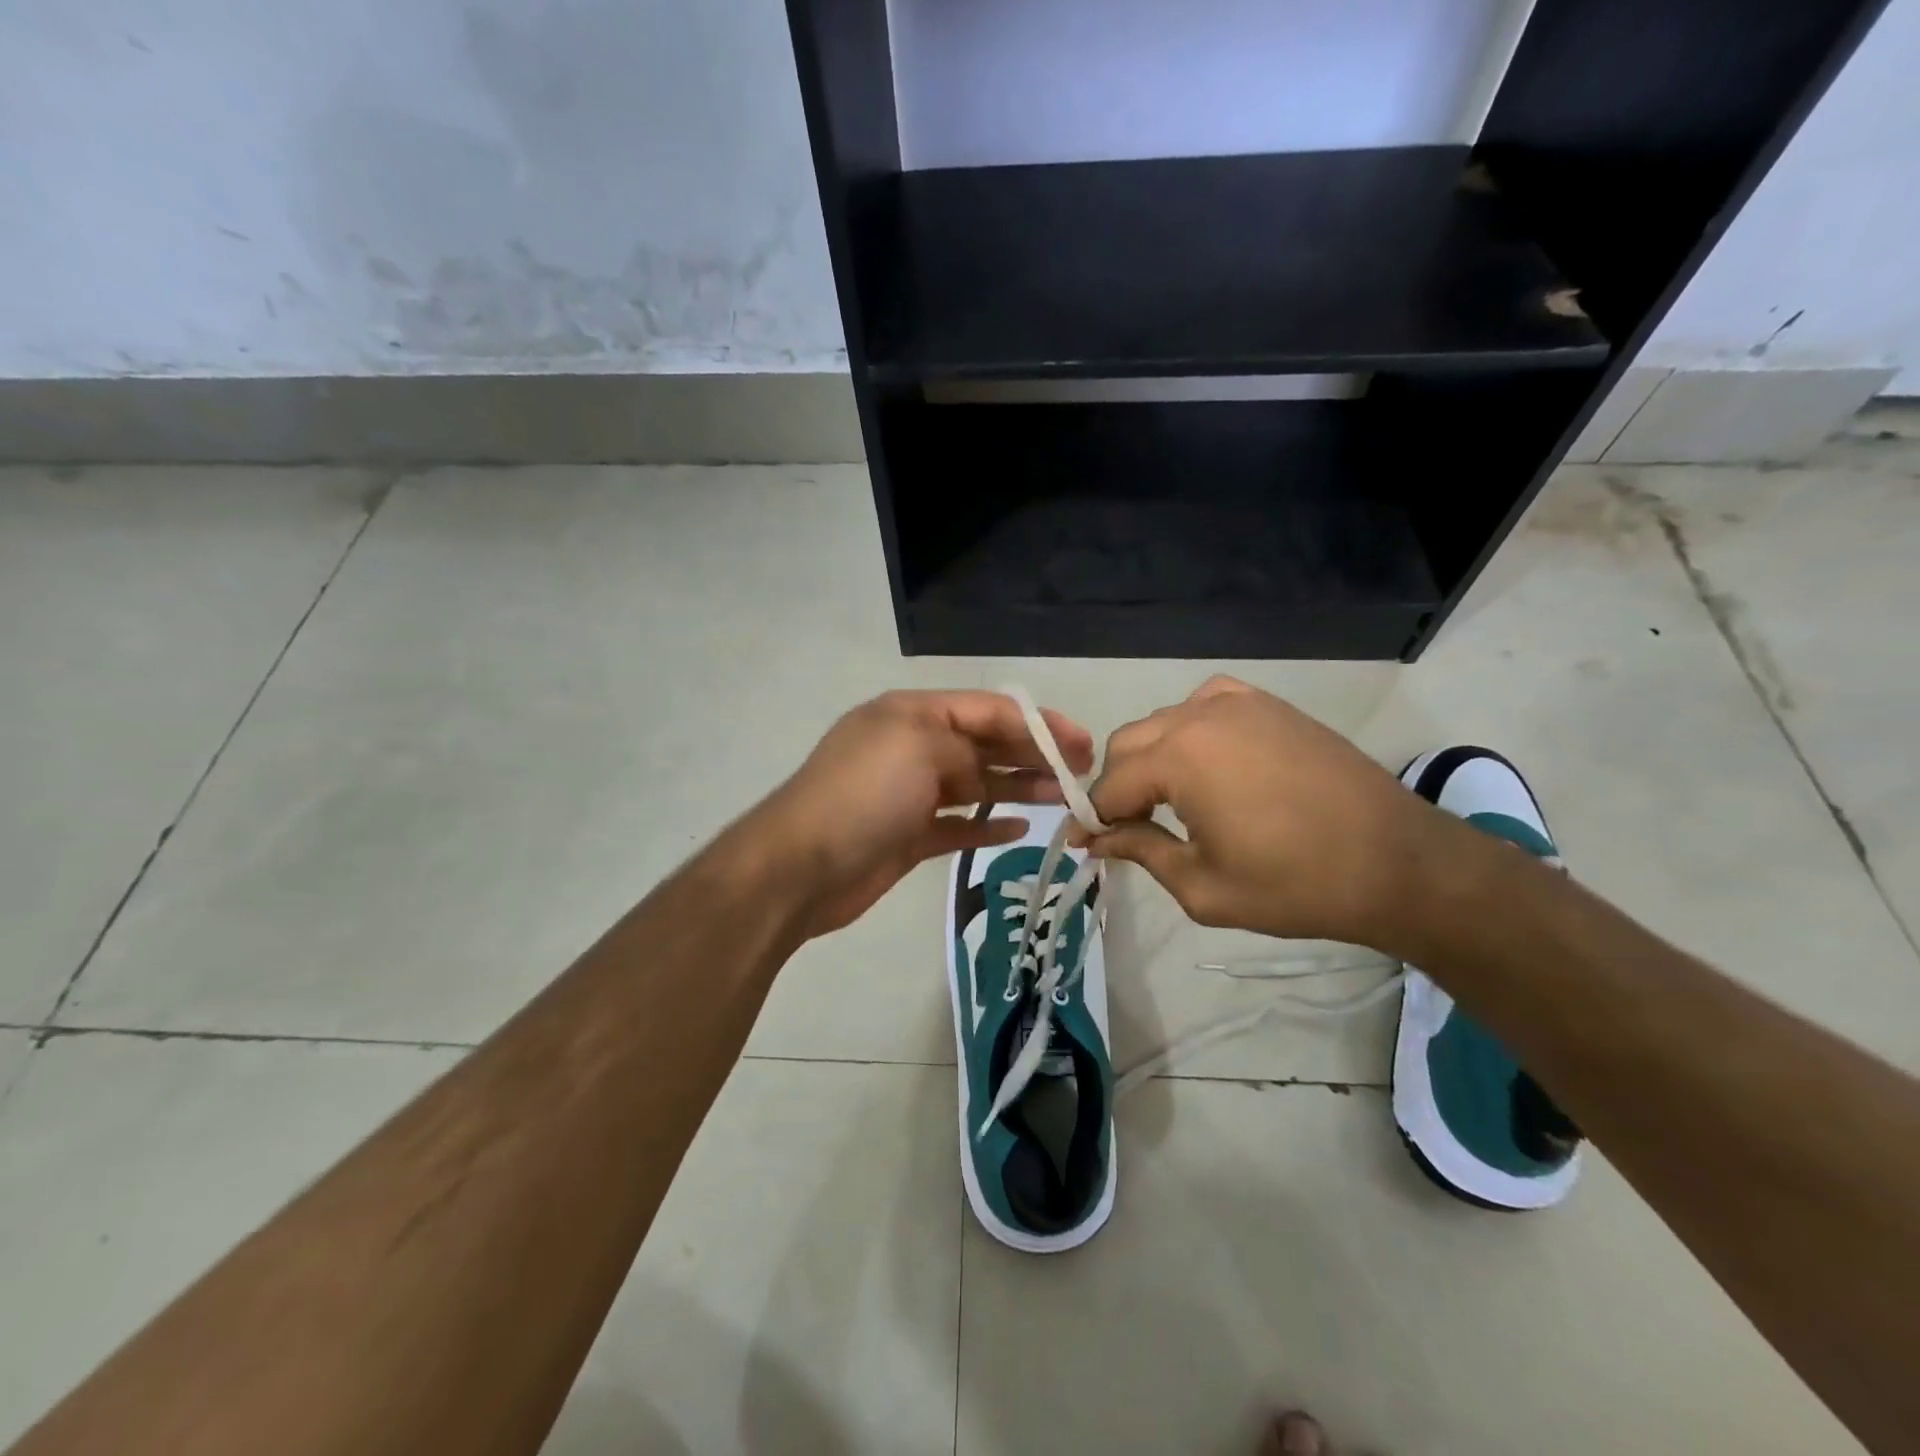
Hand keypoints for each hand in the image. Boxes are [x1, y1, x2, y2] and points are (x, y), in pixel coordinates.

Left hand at [751, 689, 1093, 938]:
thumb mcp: (918, 747)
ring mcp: (910, 793)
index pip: (986, 709)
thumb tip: (984, 772)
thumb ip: (965, 748)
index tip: (1079, 744)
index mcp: (912, 714)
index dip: (1037, 723)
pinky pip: (958, 824)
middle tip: (1079, 773)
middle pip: (985, 744)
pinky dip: (987, 825)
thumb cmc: (863, 795)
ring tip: (1062, 799)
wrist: (801, 867)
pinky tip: (1018, 829)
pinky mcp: (908, 835)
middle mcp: (912, 747)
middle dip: (1033, 754)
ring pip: (976, 784)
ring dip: (1018, 788)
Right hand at [1080, 676, 1457, 951]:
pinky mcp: (1268, 705)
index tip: (1087, 846)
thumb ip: (1142, 852)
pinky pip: (1204, 706)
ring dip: (1151, 759)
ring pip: (1163, 723)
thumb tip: (1097, 839)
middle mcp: (1199, 716)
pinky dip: (1189, 731)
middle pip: (1127, 744)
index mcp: (1179, 757)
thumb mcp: (1203, 886)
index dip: (1094, 819)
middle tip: (1129, 829)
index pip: (1111, 786)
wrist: (1397, 862)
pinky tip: (1206, 761)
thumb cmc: (1295, 884)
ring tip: (1168, 801)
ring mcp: (1238, 703)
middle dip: (1118, 787)